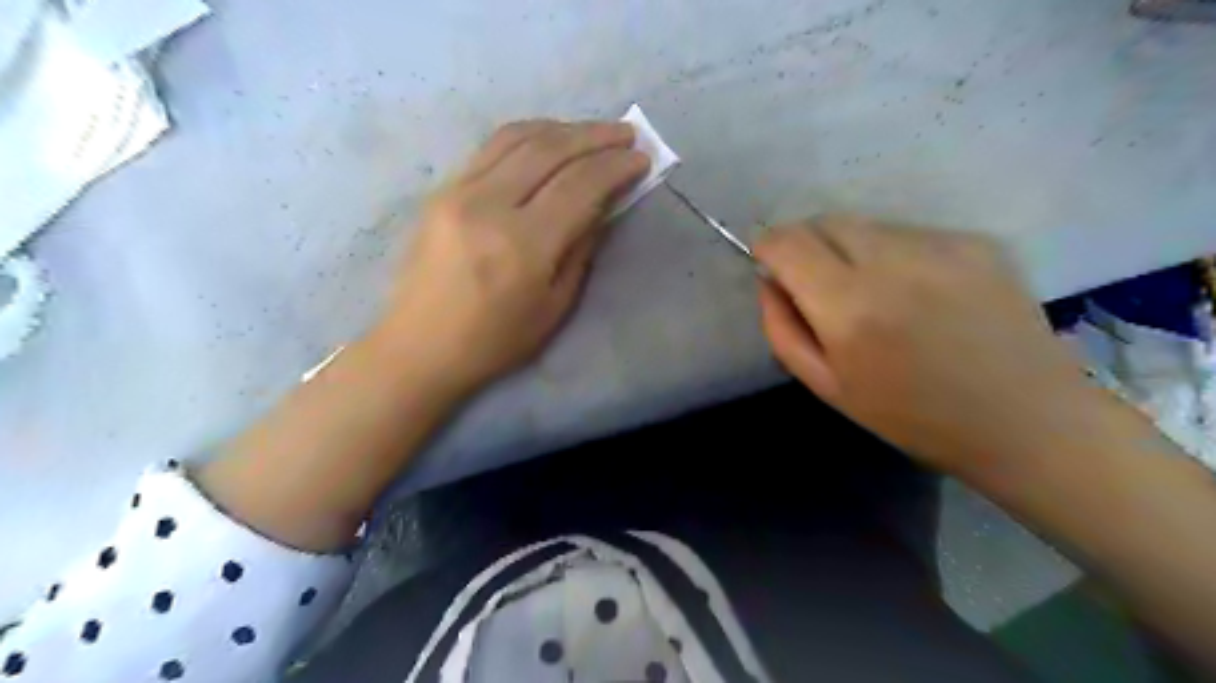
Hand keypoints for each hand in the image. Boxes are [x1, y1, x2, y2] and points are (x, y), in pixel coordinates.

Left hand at [379, 121, 650, 392]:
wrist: (420, 347)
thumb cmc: (494, 341)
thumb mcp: (554, 306)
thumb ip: (581, 249)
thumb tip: (601, 205)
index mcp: (522, 245)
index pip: (579, 186)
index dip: (615, 168)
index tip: (641, 160)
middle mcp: (488, 206)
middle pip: (550, 150)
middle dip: (595, 137)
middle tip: (626, 135)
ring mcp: (458, 191)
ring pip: (518, 137)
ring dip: (563, 128)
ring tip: (593, 132)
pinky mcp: (442, 189)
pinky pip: (491, 147)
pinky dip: (528, 134)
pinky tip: (550, 138)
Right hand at [757, 215, 1097, 477]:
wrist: (1025, 420)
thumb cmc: (912, 416)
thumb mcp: (826, 387)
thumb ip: (782, 329)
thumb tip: (769, 280)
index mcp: (849, 307)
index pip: (788, 242)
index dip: (768, 247)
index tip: (768, 264)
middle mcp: (892, 262)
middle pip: (824, 221)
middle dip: (806, 244)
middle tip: (817, 284)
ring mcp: (940, 245)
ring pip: (865, 224)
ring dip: (850, 249)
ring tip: (875, 293)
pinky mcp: (976, 240)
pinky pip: (908, 232)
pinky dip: (894, 253)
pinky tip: (919, 292)